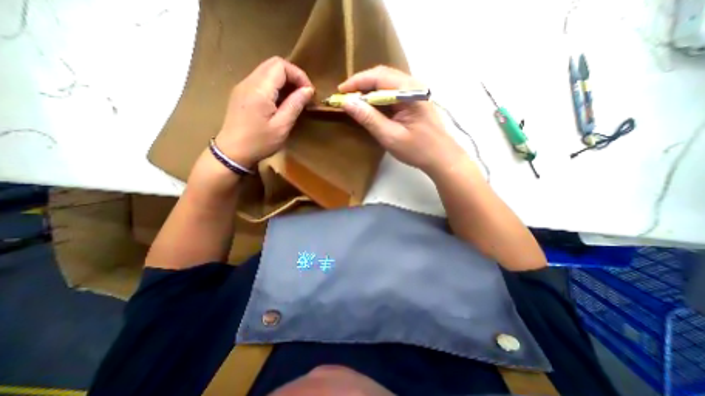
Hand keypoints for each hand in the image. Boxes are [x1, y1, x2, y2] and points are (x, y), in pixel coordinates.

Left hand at [215, 55, 313, 166]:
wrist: (232, 152)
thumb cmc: (259, 142)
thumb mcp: (282, 126)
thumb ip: (295, 105)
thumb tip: (308, 90)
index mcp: (259, 89)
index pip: (281, 65)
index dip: (299, 75)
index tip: (309, 92)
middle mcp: (249, 81)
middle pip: (273, 64)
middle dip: (293, 76)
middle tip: (304, 94)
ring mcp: (243, 86)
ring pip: (267, 71)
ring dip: (284, 81)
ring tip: (295, 99)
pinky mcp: (241, 93)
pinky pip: (261, 81)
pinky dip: (275, 86)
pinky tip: (281, 102)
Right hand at [340, 65, 466, 174]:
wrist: (441, 157)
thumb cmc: (417, 150)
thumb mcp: (390, 136)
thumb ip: (369, 118)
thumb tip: (347, 102)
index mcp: (409, 91)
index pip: (378, 76)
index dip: (357, 82)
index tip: (340, 92)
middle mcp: (413, 85)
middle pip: (383, 75)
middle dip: (362, 85)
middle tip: (346, 98)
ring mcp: (416, 92)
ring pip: (387, 83)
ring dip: (370, 91)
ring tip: (355, 103)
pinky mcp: (415, 100)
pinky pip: (393, 92)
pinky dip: (379, 97)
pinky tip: (372, 107)